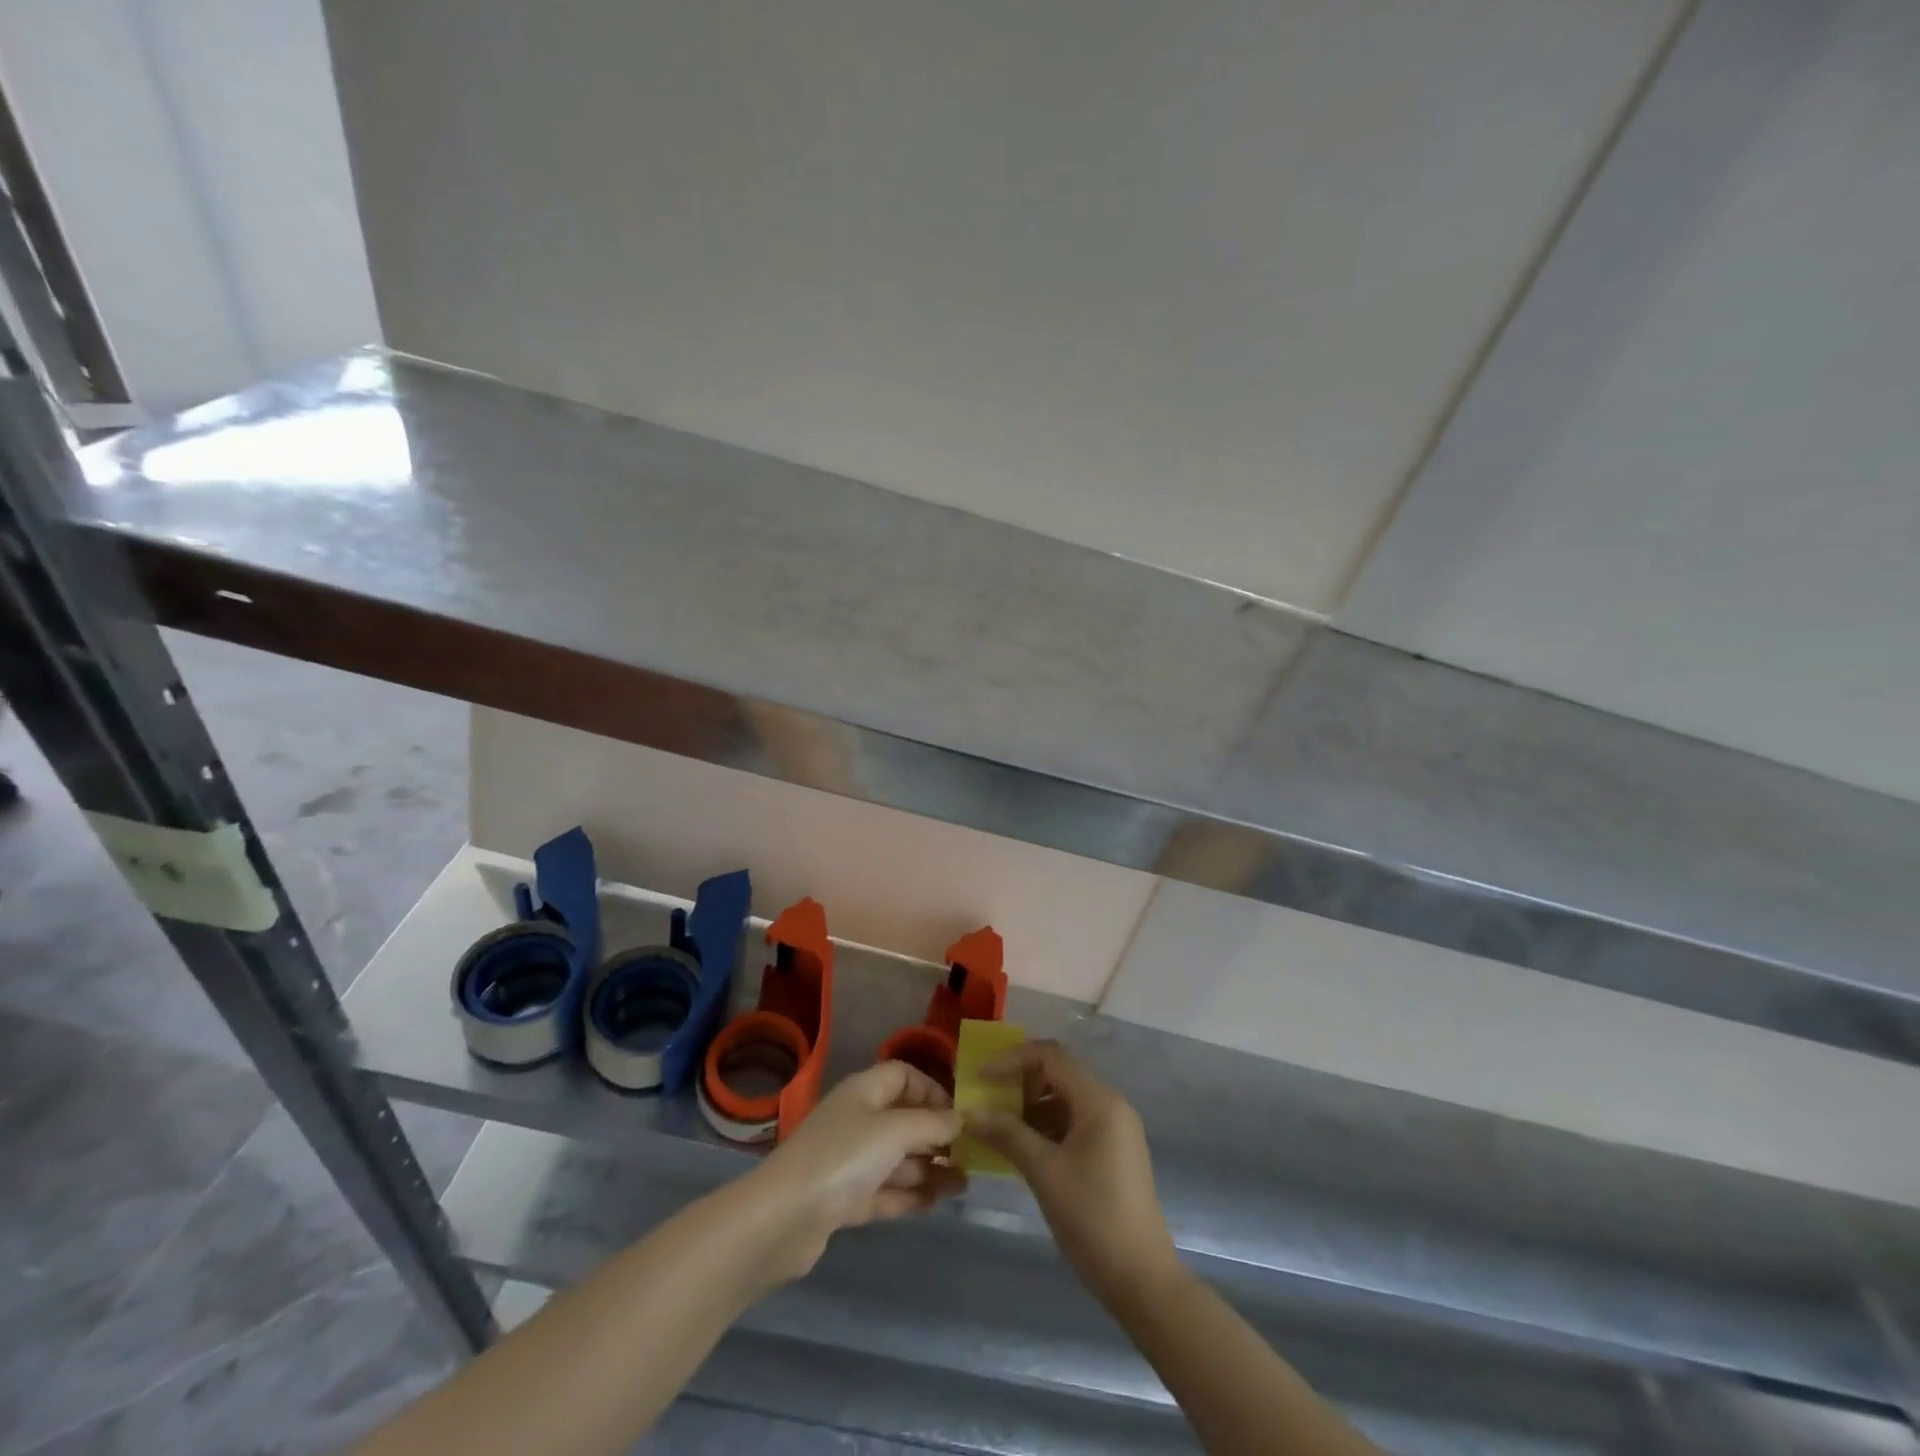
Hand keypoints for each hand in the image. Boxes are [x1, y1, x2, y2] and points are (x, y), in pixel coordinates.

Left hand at [749, 1061, 965, 1281]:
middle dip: (936, 1135)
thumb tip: (961, 1118)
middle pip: (903, 1119)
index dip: (932, 1089)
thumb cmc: (843, 1157)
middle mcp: (857, 1120)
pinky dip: (911, 1194)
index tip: (960, 1112)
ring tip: (965, 1184)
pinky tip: (938, 1202)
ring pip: (897, 1159)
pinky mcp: (844, 1200)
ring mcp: (849, 1161)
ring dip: (930, 1169)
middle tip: (972, 1154)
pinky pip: (886, 1190)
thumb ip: (932, 1125)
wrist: (782, 1219)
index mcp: (864, 1092)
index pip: (903, 1075)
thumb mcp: (895, 1132)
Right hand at [966, 1040, 1179, 1301]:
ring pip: (1065, 1098)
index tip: (981, 1076)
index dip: (1012, 1059)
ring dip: (1031, 1106)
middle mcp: (1110, 1105)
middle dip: (1020, 1081)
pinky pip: (1074, 1122)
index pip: (1051, 1056)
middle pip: (1059, 1073)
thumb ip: (1007, 1134)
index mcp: (1099, 1101)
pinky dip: (1046, 1126)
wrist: (1142, 1280)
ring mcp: (1114, 1129)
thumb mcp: (1044, 1172)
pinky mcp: (1112, 1152)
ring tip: (998, 1125)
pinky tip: (1022, 1147)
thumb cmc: (1093, 1218)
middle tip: (987, 1098)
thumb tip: (970, 1112)